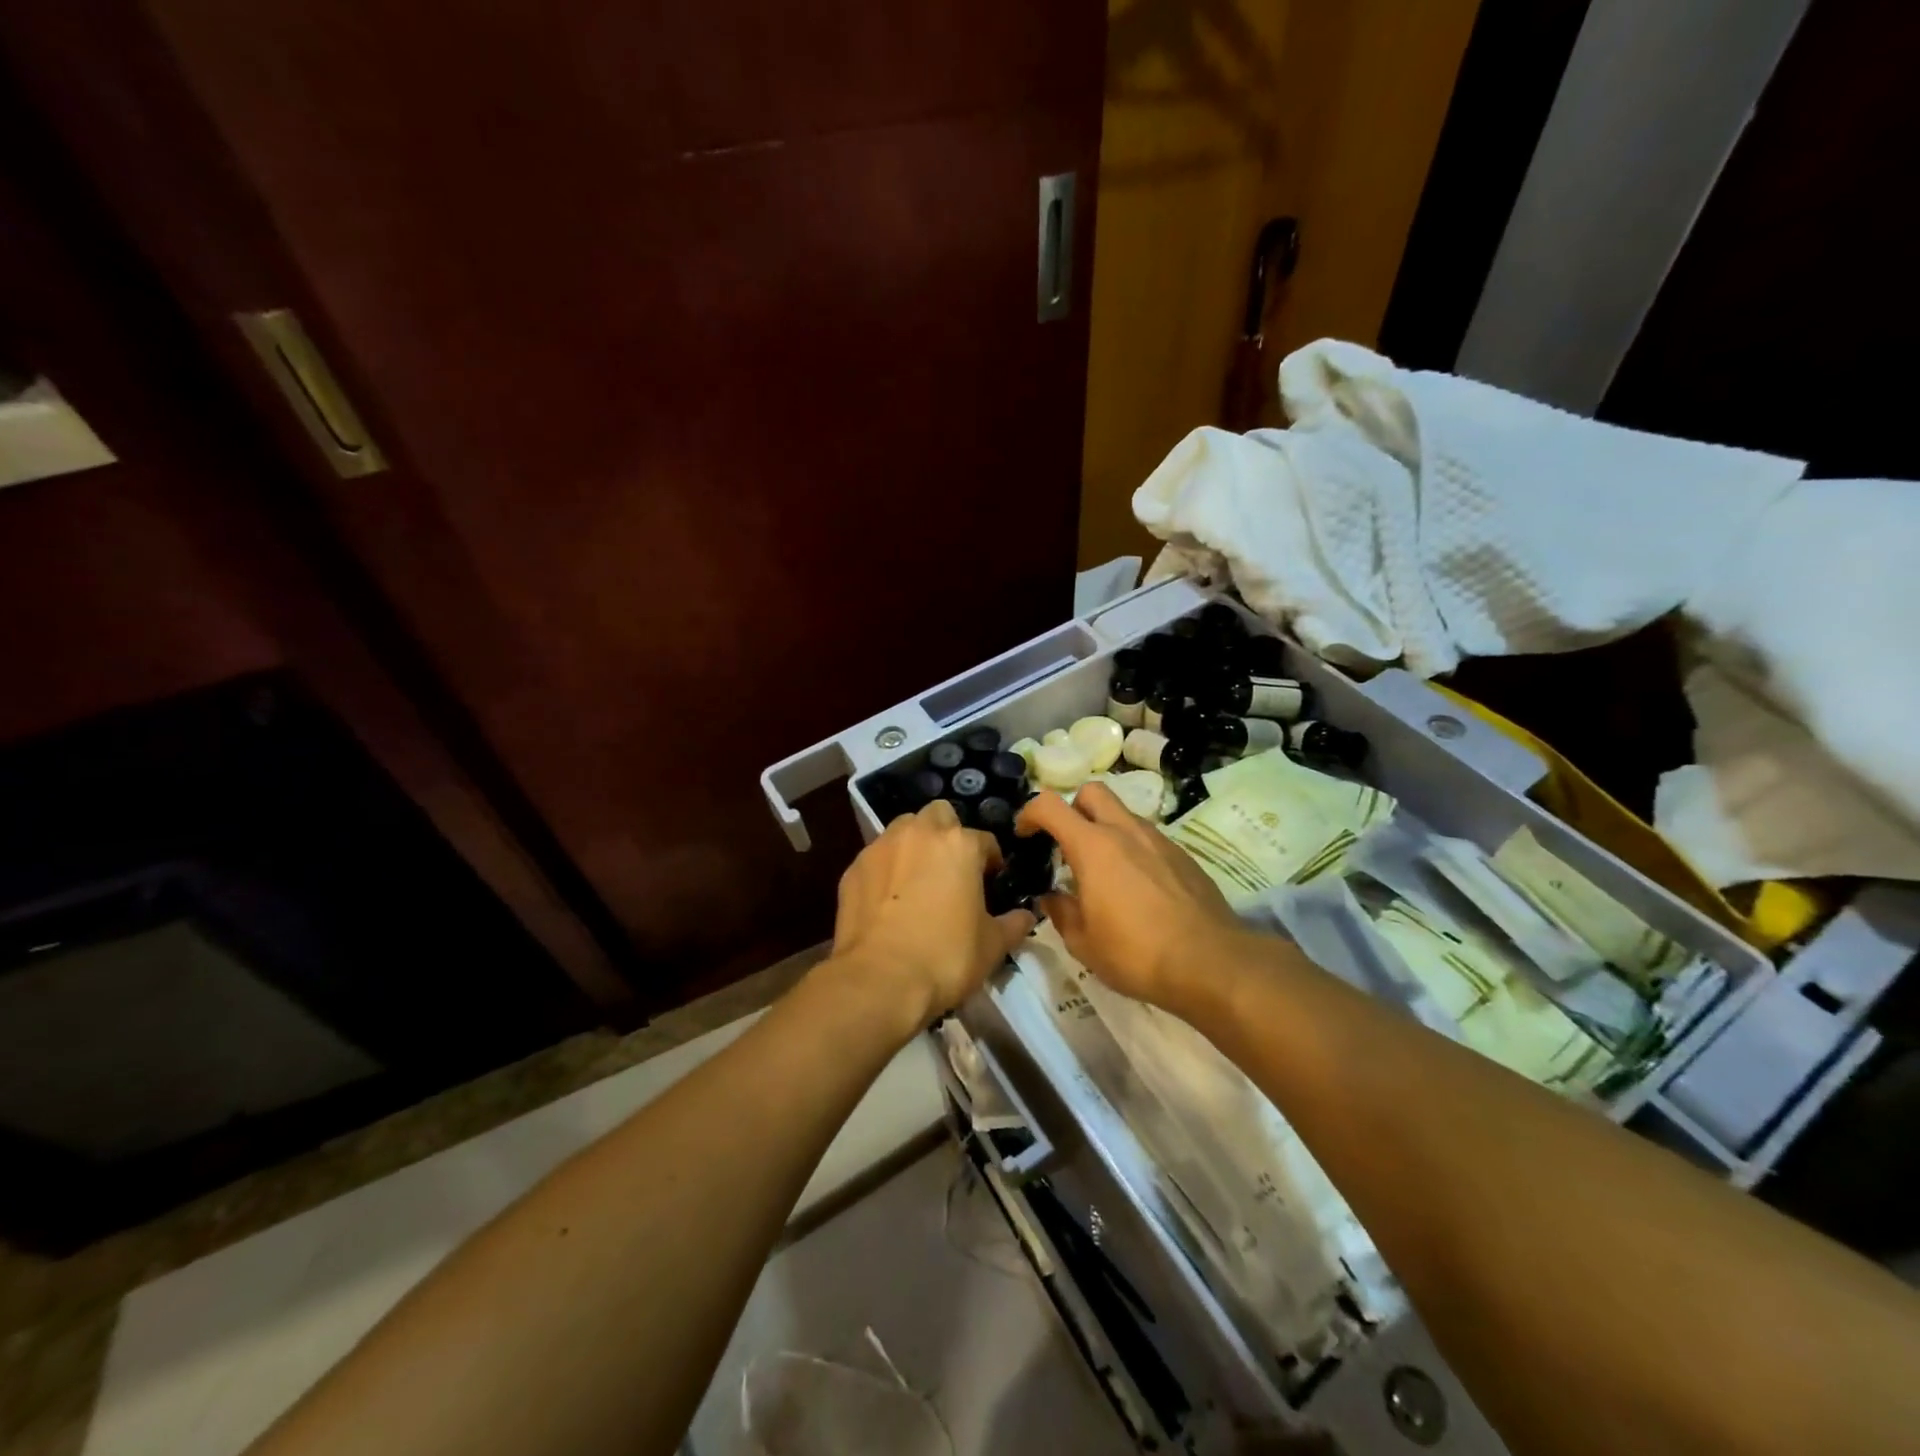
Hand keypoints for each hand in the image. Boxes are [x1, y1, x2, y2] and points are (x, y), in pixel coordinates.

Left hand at [827, 800, 1036, 1035]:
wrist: (880, 980)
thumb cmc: (946, 958)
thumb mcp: (992, 946)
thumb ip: (1013, 924)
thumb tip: (1027, 916)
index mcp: (960, 844)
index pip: (985, 841)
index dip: (990, 861)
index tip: (990, 882)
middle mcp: (919, 834)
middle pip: (939, 815)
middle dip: (947, 834)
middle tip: (951, 868)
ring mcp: (881, 847)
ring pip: (903, 830)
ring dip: (914, 845)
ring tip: (917, 880)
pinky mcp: (853, 868)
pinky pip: (876, 858)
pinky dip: (885, 870)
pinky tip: (888, 901)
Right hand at [1017, 782, 1247, 1011]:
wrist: (1211, 963)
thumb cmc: (1136, 953)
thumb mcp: (1083, 942)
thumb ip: (1061, 912)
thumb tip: (1052, 897)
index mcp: (1093, 846)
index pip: (1050, 805)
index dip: (1030, 813)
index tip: (1025, 835)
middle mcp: (1125, 831)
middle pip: (1092, 791)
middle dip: (1073, 808)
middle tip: (1067, 843)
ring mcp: (1159, 840)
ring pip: (1123, 814)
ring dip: (1105, 829)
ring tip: (1103, 872)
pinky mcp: (1183, 855)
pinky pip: (1148, 838)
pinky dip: (1133, 849)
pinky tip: (1137, 887)